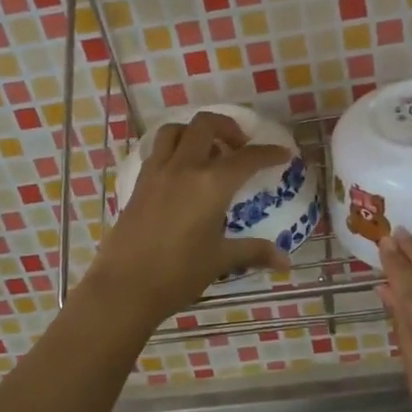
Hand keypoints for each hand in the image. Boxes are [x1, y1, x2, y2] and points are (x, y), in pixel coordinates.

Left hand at [86, 110, 294, 321]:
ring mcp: (157, 172)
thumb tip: (286, 261)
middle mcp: (184, 168)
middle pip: (206, 125)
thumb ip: (254, 252)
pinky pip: (158, 150)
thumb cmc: (178, 274)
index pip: (247, 158)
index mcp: (211, 184)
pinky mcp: (139, 183)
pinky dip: (174, 149)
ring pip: (176, 130)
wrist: (124, 287)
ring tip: (208, 153)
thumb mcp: (220, 260)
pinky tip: (182, 173)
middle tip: (240, 148)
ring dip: (195, 132)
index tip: (283, 154)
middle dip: (228, 127)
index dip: (269, 153)